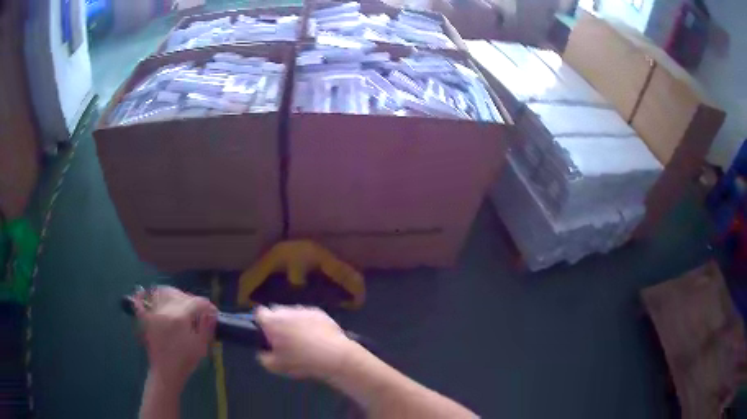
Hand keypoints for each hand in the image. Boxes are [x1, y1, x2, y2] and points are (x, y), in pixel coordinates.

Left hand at [132, 286, 216, 387]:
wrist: (166, 372)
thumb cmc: (186, 361)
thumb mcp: (201, 345)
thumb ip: (207, 326)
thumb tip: (211, 312)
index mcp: (181, 317)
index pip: (197, 302)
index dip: (207, 306)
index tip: (213, 312)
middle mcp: (165, 310)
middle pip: (180, 294)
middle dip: (192, 300)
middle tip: (198, 311)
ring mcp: (153, 312)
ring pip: (163, 292)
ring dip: (173, 294)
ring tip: (180, 303)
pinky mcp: (145, 318)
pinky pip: (141, 301)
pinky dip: (143, 295)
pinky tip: (145, 293)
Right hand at [255, 305, 358, 379]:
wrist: (334, 356)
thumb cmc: (301, 362)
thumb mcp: (274, 366)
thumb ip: (263, 356)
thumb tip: (265, 350)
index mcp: (272, 321)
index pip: (259, 313)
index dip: (260, 323)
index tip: (265, 335)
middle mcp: (287, 311)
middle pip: (276, 312)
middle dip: (277, 323)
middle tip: (282, 340)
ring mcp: (304, 310)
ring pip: (292, 314)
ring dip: (293, 323)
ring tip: (302, 341)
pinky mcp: (320, 313)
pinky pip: (308, 316)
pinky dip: (308, 324)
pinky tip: (315, 339)